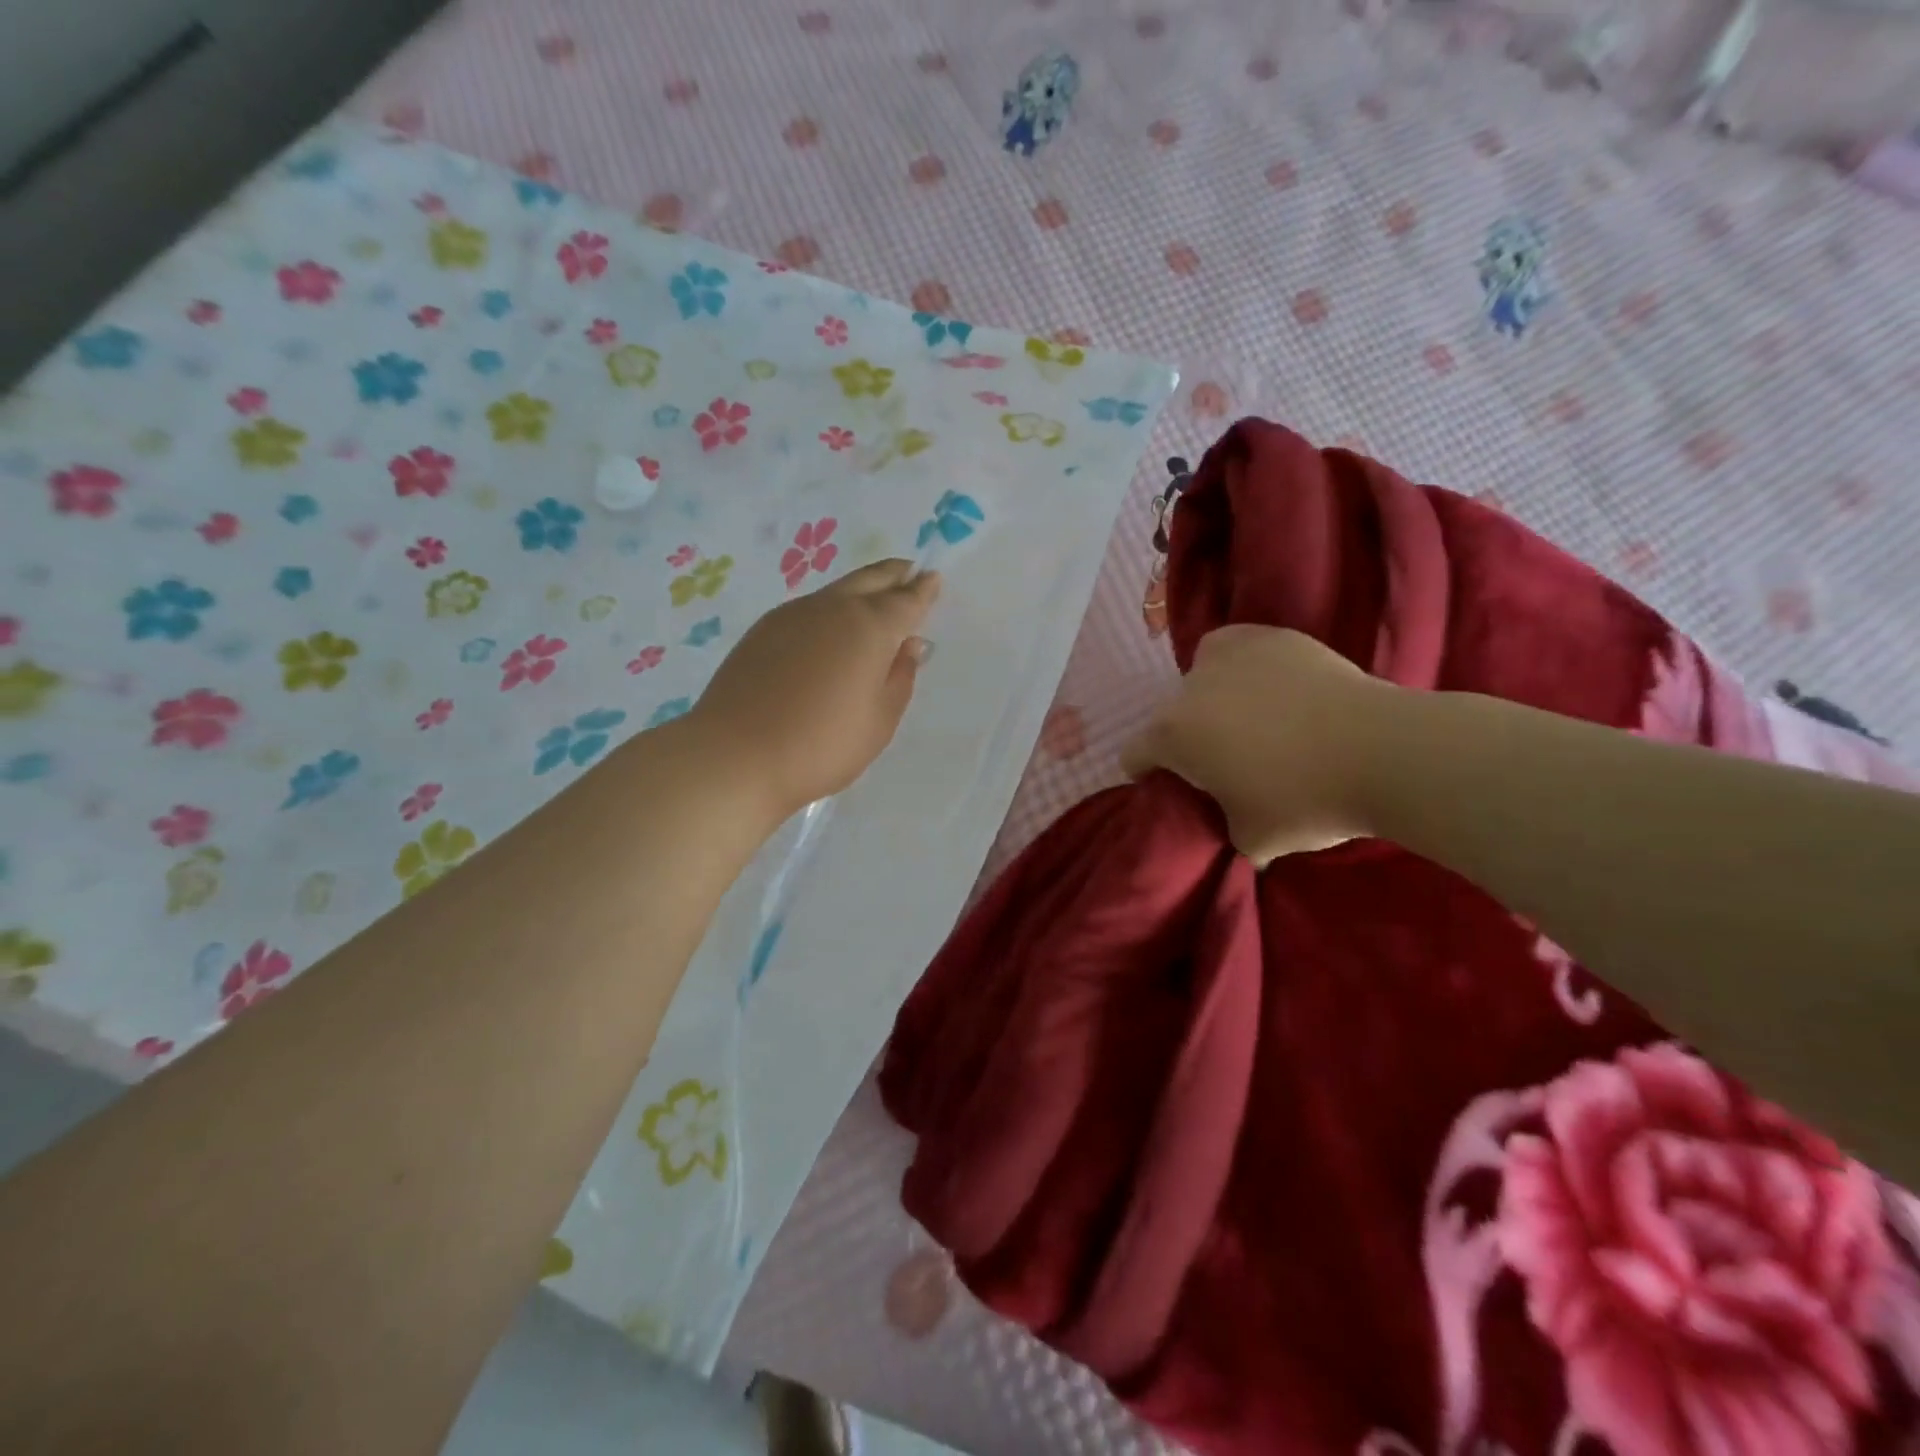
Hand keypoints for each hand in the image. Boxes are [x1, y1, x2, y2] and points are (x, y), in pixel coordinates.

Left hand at [689, 559, 939, 820]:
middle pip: (871, 579)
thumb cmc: (822, 745)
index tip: (933, 579)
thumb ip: (900, 677)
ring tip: (873, 600)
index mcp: (870, 627)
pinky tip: (829, 629)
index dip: (924, 589)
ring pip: (837, 591)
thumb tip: (909, 644)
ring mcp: (793, 614)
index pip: (907, 599)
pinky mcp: (763, 629)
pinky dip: (830, 608)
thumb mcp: (879, 721)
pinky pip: (809, 608)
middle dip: (894, 575)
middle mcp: (833, 608)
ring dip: (860, 589)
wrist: (736, 755)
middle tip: (908, 572)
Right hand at [1120, 625, 1391, 862]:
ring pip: (1200, 679)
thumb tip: (1230, 821)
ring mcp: (1228, 654)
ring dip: (1213, 700)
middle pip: (1170, 717)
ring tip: (1255, 720)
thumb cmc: (1306, 801)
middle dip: (1189, 739)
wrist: (1383, 752)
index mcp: (1172, 735)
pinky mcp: (1268, 636)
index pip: (1134, 755)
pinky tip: (1273, 687)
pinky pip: (1234, 649)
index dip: (1150, 775)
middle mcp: (1188, 688)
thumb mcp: (1252, 840)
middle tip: (1230, 761)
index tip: (1180, 789)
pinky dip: (1242, 667)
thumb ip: (1223, 826)